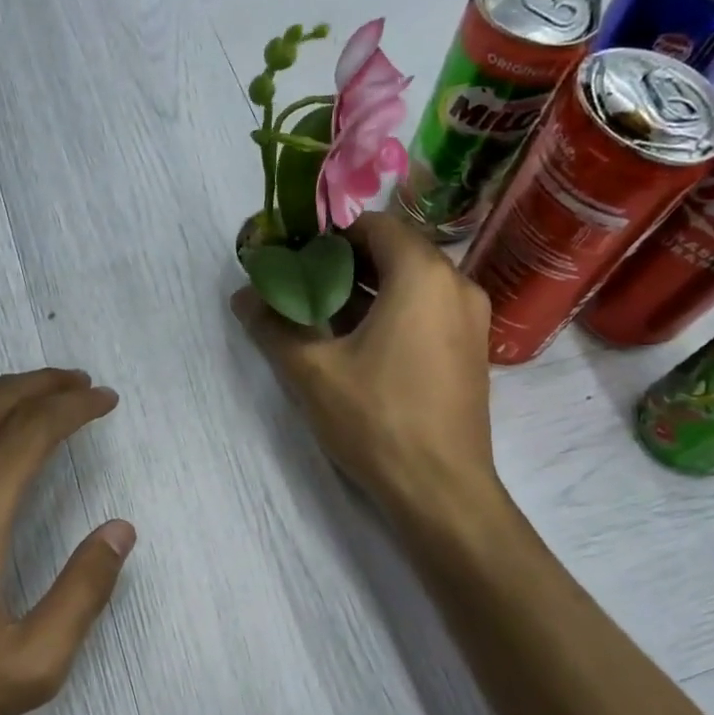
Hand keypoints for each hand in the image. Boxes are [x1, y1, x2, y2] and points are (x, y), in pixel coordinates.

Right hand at [232, 211, 497, 519]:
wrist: (441, 489)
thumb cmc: (377, 420)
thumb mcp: (312, 372)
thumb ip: (274, 326)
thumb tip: (242, 297)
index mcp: (422, 275)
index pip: (374, 225)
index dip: (329, 234)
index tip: (294, 254)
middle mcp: (457, 285)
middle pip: (394, 252)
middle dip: (344, 263)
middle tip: (300, 285)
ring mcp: (471, 320)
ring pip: (412, 284)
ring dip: (367, 291)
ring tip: (321, 315)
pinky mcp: (471, 351)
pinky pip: (427, 312)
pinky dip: (392, 314)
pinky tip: (357, 345)